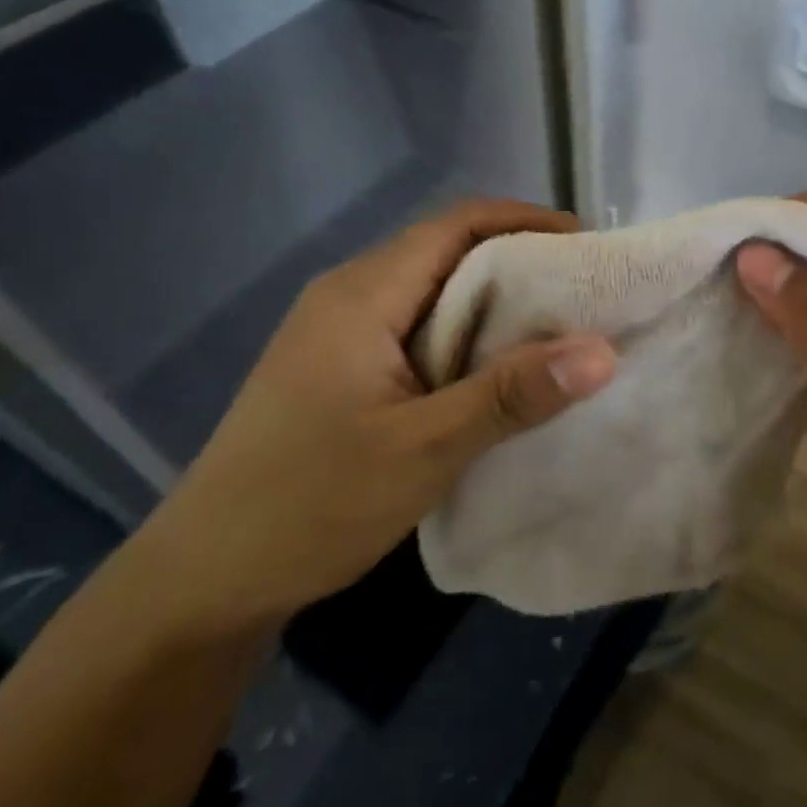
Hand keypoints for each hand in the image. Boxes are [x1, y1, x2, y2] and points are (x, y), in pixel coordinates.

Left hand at [132, 200, 617, 633]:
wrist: (201, 584)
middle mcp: (349, 298)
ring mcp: (341, 336)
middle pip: (448, 251)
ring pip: (436, 293)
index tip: (588, 247)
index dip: (527, 222)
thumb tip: (604, 352)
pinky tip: (502, 372)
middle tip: (587, 293)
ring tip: (561, 329)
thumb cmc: (309, 505)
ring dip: (498, 303)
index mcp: (362, 295)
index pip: (457, 224)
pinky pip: (420, 329)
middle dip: (522, 262)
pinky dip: (470, 337)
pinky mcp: (342, 371)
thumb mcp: (424, 449)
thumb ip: (512, 395)